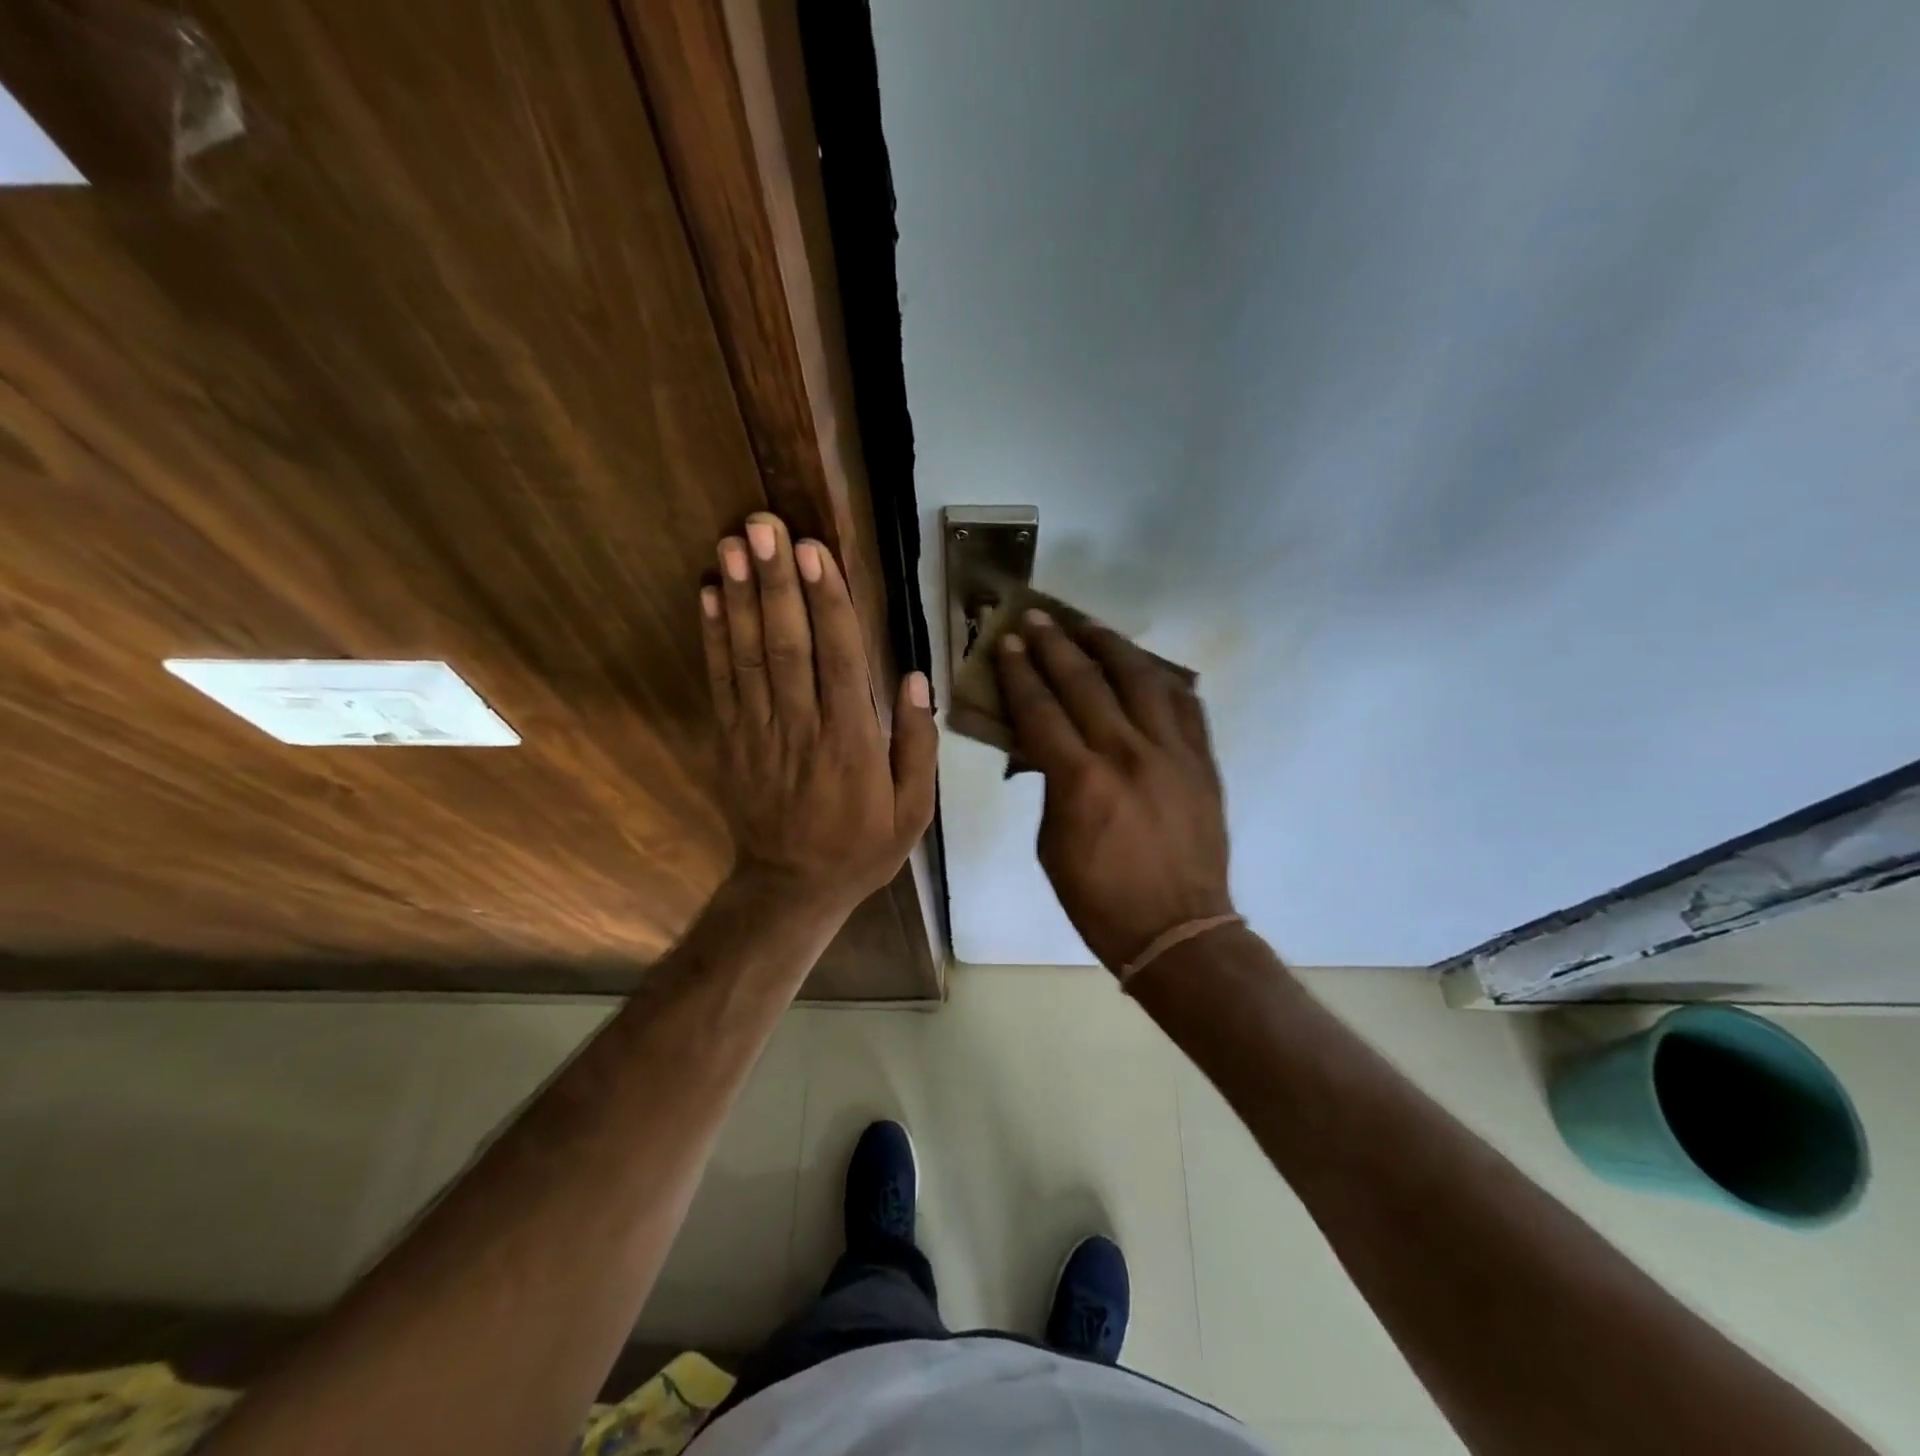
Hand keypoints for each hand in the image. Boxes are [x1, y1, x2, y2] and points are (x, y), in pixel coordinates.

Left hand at [701, 513, 935, 916]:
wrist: (791, 888)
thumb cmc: (862, 847)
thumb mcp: (913, 810)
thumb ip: (917, 744)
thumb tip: (913, 678)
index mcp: (852, 742)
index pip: (840, 658)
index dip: (827, 602)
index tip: (816, 552)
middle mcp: (802, 727)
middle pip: (788, 644)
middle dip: (776, 582)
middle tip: (765, 526)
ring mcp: (758, 733)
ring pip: (749, 655)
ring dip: (739, 597)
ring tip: (732, 543)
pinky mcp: (729, 741)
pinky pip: (720, 682)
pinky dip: (712, 637)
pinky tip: (708, 595)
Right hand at [994, 610, 1232, 971]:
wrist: (1178, 929)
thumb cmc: (1100, 898)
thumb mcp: (1052, 844)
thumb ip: (1050, 786)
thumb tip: (1046, 749)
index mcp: (1081, 780)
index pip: (1040, 709)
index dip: (1020, 672)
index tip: (1008, 642)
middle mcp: (1127, 753)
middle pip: (1085, 681)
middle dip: (1055, 645)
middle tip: (1037, 618)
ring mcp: (1172, 753)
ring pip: (1140, 679)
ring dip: (1110, 646)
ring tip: (1089, 626)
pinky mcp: (1202, 761)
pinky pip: (1184, 705)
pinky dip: (1161, 679)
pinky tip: (1145, 668)